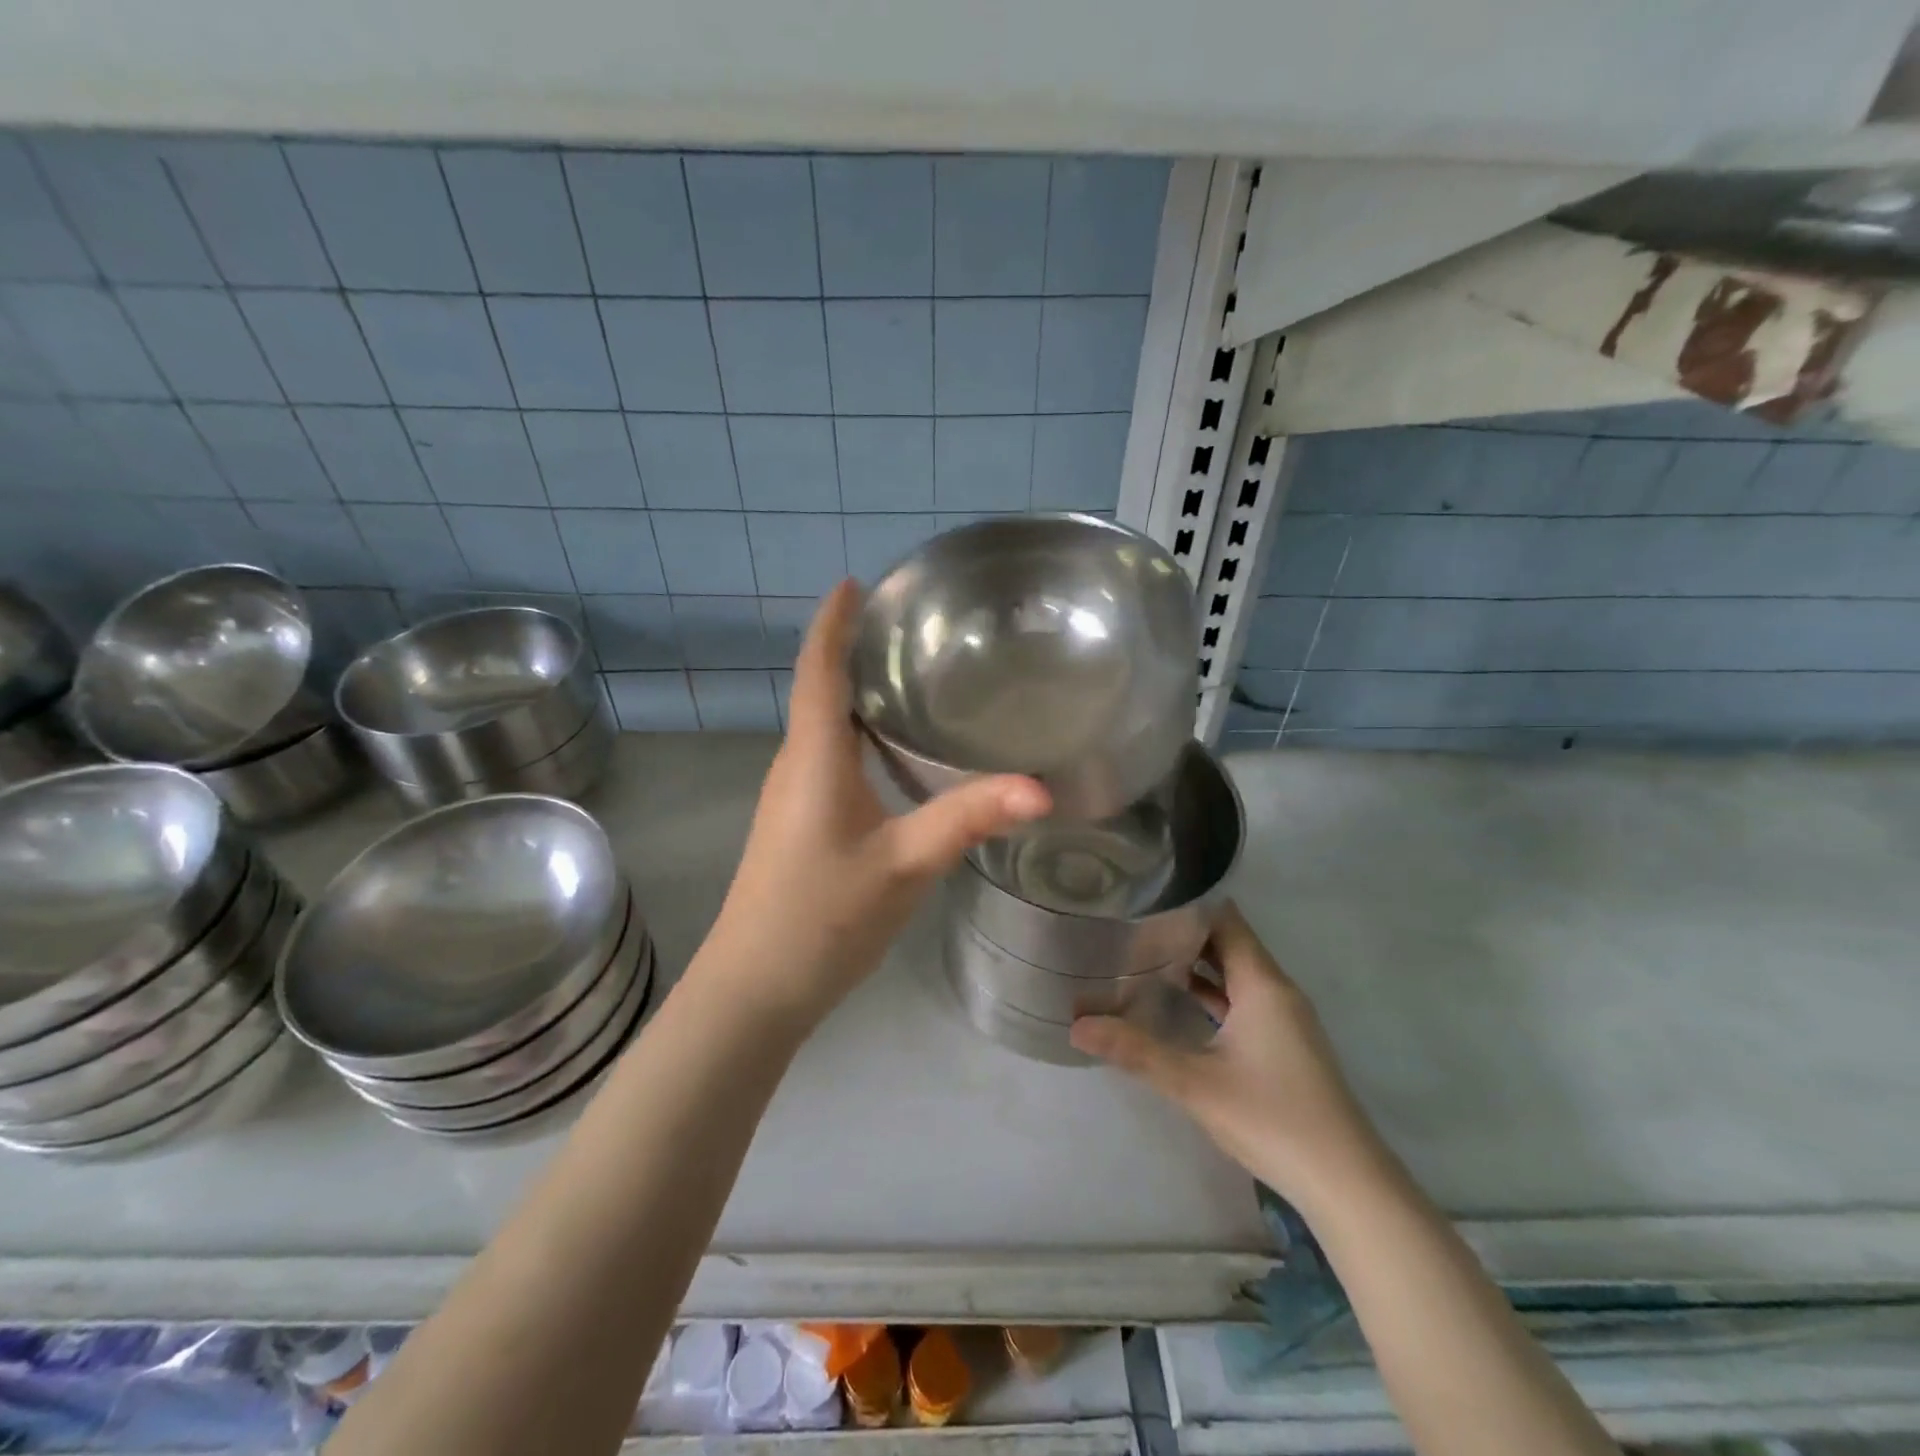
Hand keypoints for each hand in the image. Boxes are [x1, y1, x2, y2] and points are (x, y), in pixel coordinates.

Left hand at [702, 581, 1050, 1022]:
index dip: (834, 622)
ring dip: (858, 694)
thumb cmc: (821, 916)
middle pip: (821, 690)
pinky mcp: (798, 822)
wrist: (755, 988)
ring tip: (912, 676)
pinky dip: (860, 736)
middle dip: (855, 649)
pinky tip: (897, 754)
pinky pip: (829, 758)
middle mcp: (796, 764)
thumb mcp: (904, 865)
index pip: (819, 669)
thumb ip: (968, 820)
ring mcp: (792, 796)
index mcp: (814, 757)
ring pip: (825, 726)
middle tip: (911, 626)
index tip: (856, 582)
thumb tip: (1041, 788)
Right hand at [1070, 902, 1383, 1207]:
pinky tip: (1176, 1001)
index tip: (1142, 895)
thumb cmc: (1272, 1118)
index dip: (1187, 903)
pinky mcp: (1282, 1044)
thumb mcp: (1194, 1083)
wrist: (1346, 1183)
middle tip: (1130, 922)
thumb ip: (1135, 1050)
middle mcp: (1276, 990)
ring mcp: (1283, 1019)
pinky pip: (1242, 1000)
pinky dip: (1211, 993)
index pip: (1224, 919)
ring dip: (1196, 963)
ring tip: (1143, 953)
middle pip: (1228, 942)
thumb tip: (1076, 1025)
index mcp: (1262, 983)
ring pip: (1234, 973)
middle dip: (1183, 931)